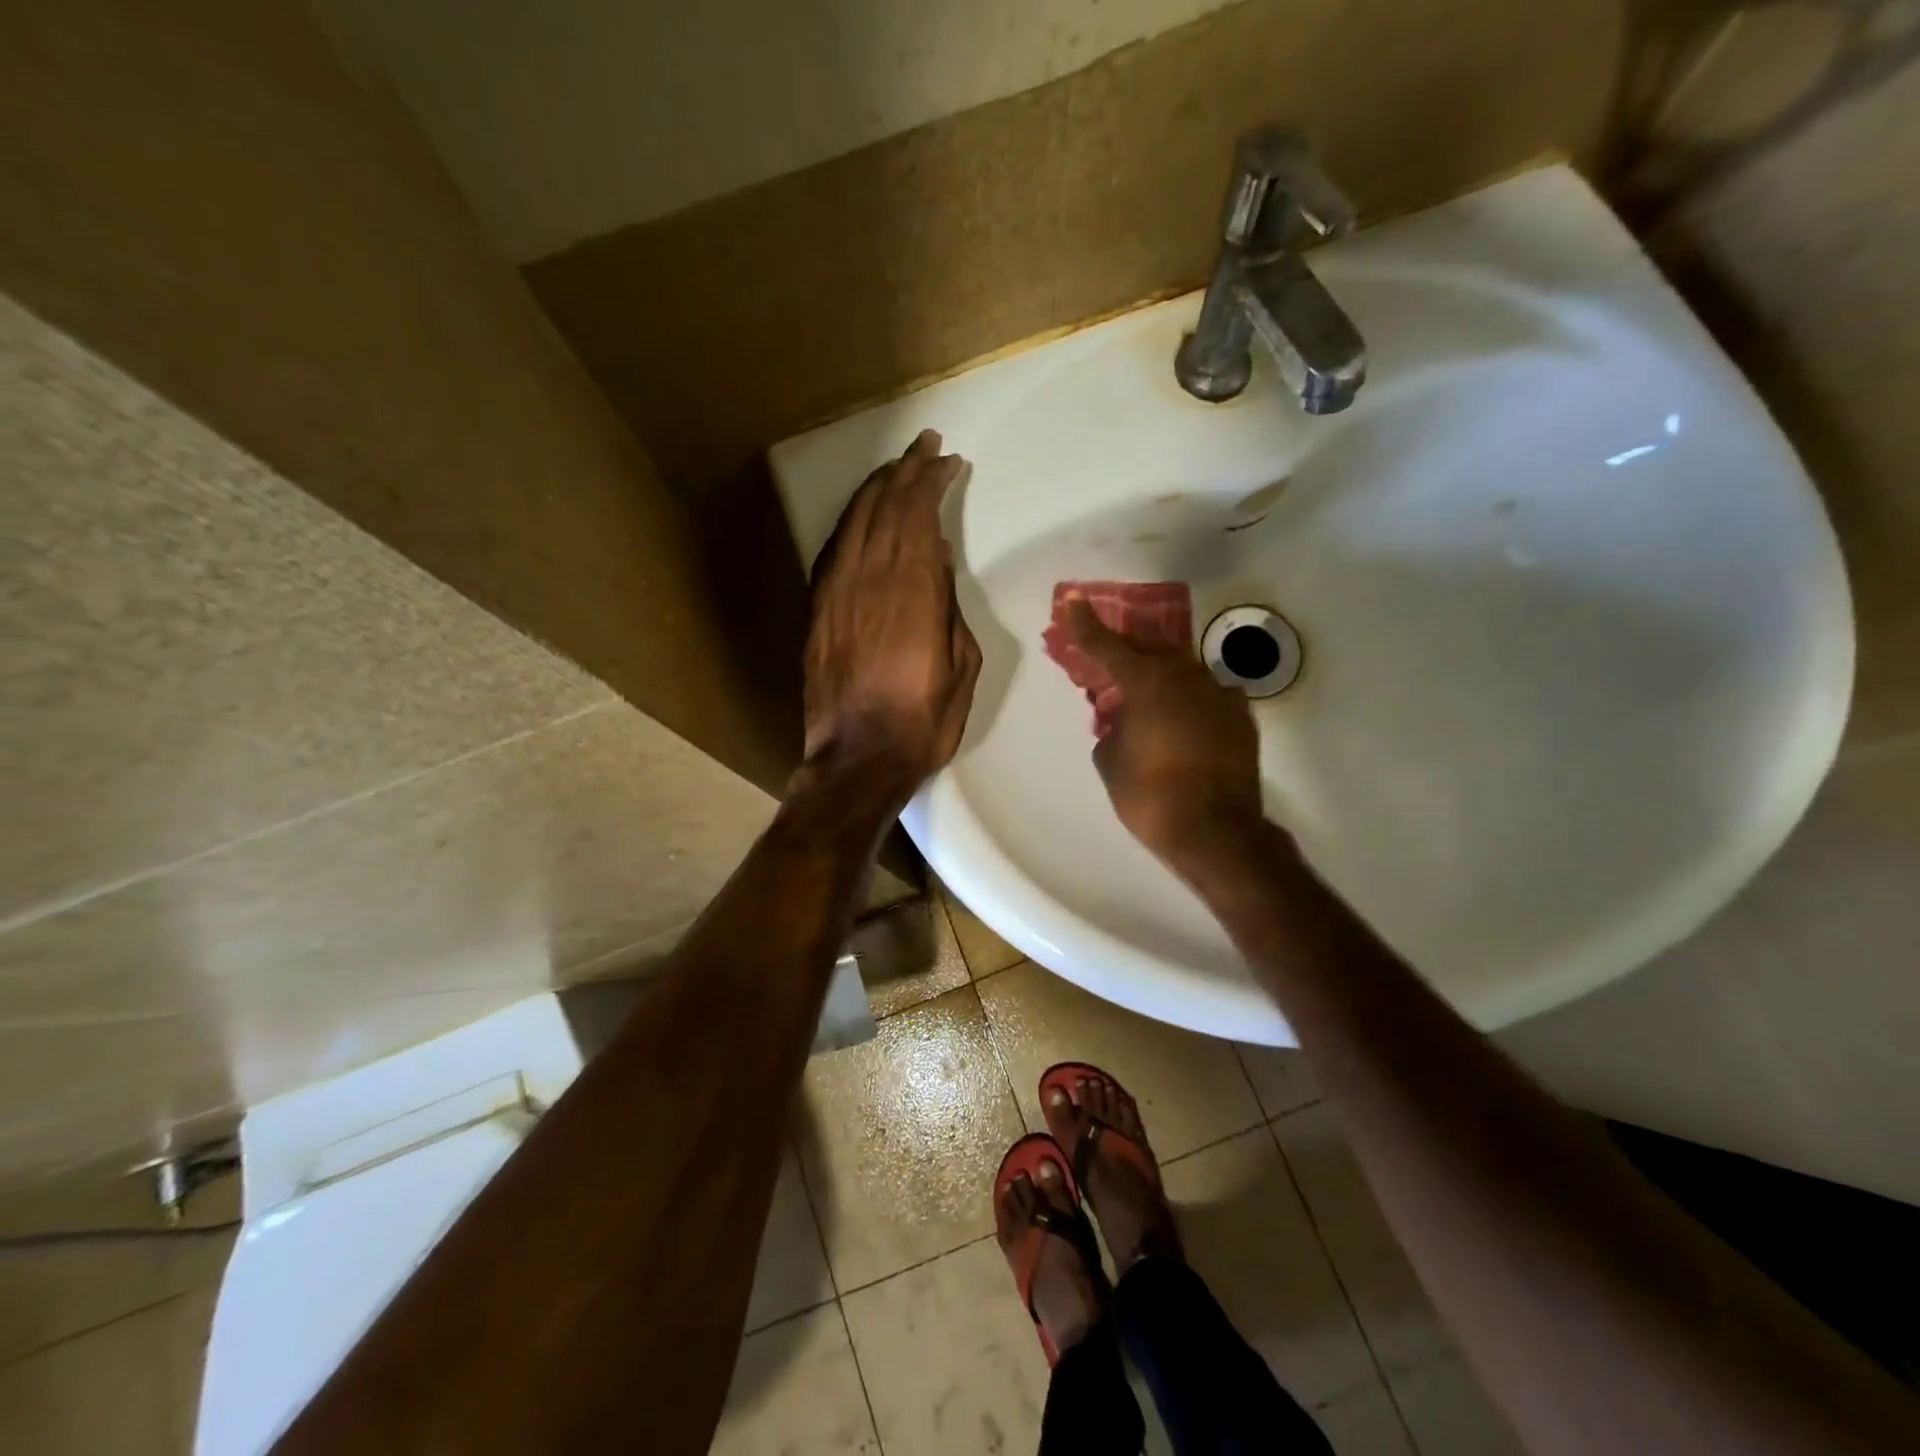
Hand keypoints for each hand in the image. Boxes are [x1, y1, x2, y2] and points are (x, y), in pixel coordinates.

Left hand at [800, 430, 981, 802]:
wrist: (859, 759)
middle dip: (905, 471)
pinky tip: (863, 517)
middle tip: (925, 448)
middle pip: (883, 506)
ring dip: (877, 490)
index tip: (948, 461)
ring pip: (854, 521)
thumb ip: (948, 604)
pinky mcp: (816, 611)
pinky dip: (852, 523)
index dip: (931, 480)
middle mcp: (867, 577)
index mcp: (911, 588)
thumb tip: (933, 560)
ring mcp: (834, 592)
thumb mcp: (962, 662)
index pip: (918, 512)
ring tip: (897, 471)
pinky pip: (833, 549)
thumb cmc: (924, 718)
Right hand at [1059, 596, 1265, 864]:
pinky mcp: (1241, 717)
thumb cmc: (1150, 796)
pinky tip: (1181, 727)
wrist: (1217, 832)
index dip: (1084, 624)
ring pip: (1181, 674)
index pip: (1106, 646)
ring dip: (1160, 683)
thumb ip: (1111, 729)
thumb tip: (1123, 722)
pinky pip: (1205, 698)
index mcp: (1147, 682)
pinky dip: (1188, 705)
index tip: (1073, 601)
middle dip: (1127, 657)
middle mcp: (1186, 677)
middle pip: (1149, 654)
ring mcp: (1219, 694)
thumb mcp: (1111, 761)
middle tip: (1109, 668)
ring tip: (1147, 706)